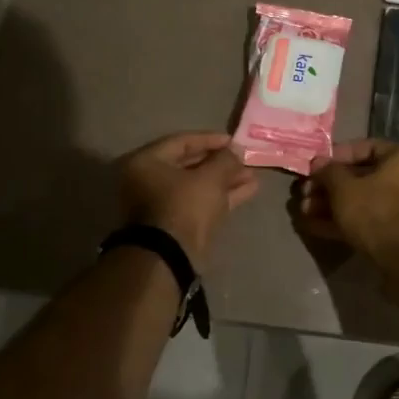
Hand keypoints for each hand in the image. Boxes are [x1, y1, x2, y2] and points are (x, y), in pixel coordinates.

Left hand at [115, 132, 257, 267]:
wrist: (170, 258)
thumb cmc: (185, 206)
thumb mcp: (210, 178)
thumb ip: (225, 159)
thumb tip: (236, 150)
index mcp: (145, 162)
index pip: (181, 142)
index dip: (210, 139)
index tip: (234, 141)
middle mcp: (147, 181)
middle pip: (190, 165)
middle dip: (220, 163)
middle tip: (245, 159)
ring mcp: (161, 205)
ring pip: (197, 186)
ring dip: (225, 180)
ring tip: (252, 176)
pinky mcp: (175, 225)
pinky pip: (199, 203)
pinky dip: (222, 197)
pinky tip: (249, 190)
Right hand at [297, 139, 398, 258]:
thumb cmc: (376, 211)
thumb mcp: (344, 188)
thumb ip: (328, 172)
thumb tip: (318, 164)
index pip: (366, 147)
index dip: (337, 155)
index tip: (316, 166)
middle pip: (362, 178)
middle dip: (329, 187)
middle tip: (305, 194)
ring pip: (363, 202)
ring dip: (332, 206)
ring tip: (305, 213)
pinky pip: (368, 222)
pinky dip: (344, 223)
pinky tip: (316, 228)